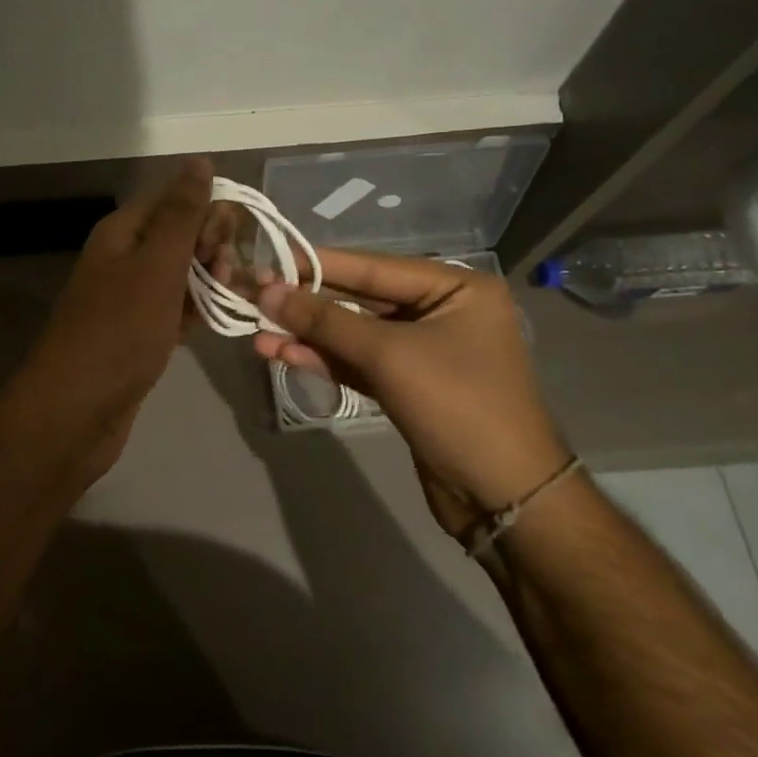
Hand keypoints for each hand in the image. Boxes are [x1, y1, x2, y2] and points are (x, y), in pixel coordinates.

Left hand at [6, 158, 212, 479]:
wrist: (75, 412)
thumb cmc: (119, 332)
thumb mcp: (156, 266)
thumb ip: (181, 215)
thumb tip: (200, 160)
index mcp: (122, 232)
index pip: (173, 198)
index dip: (209, 209)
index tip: (236, 238)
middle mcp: (123, 258)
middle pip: (178, 234)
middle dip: (212, 246)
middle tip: (228, 275)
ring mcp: (130, 298)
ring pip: (180, 274)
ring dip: (210, 280)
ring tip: (231, 298)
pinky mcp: (138, 334)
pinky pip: (175, 309)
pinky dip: (197, 310)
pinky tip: (219, 319)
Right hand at [255, 251, 571, 531]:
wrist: (502, 496)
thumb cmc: (457, 406)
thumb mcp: (389, 355)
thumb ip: (325, 321)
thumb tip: (268, 290)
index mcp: (457, 288)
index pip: (374, 266)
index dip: (317, 265)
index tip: (268, 260)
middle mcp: (442, 312)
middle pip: (361, 299)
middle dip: (308, 304)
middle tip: (255, 298)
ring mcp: (424, 352)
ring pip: (354, 335)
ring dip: (308, 336)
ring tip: (257, 334)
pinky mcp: (408, 386)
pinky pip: (359, 363)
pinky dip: (324, 360)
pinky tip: (283, 355)